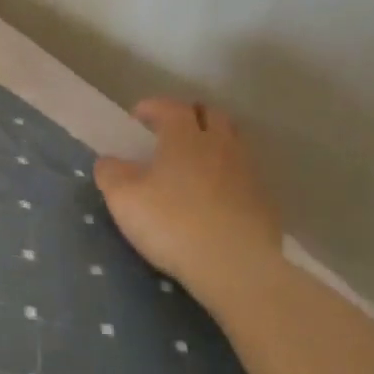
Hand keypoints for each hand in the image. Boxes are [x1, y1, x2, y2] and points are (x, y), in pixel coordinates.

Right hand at [93, 98, 283, 295]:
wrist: (235, 266)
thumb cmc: (172, 223)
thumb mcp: (123, 198)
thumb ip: (111, 173)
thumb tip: (109, 161)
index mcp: (184, 137)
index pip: (171, 107)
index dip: (153, 107)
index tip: (137, 116)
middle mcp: (220, 145)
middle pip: (211, 115)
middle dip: (190, 116)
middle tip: (170, 131)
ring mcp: (247, 172)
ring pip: (233, 142)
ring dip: (213, 142)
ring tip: (195, 160)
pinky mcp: (264, 200)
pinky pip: (244, 174)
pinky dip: (228, 174)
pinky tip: (216, 195)